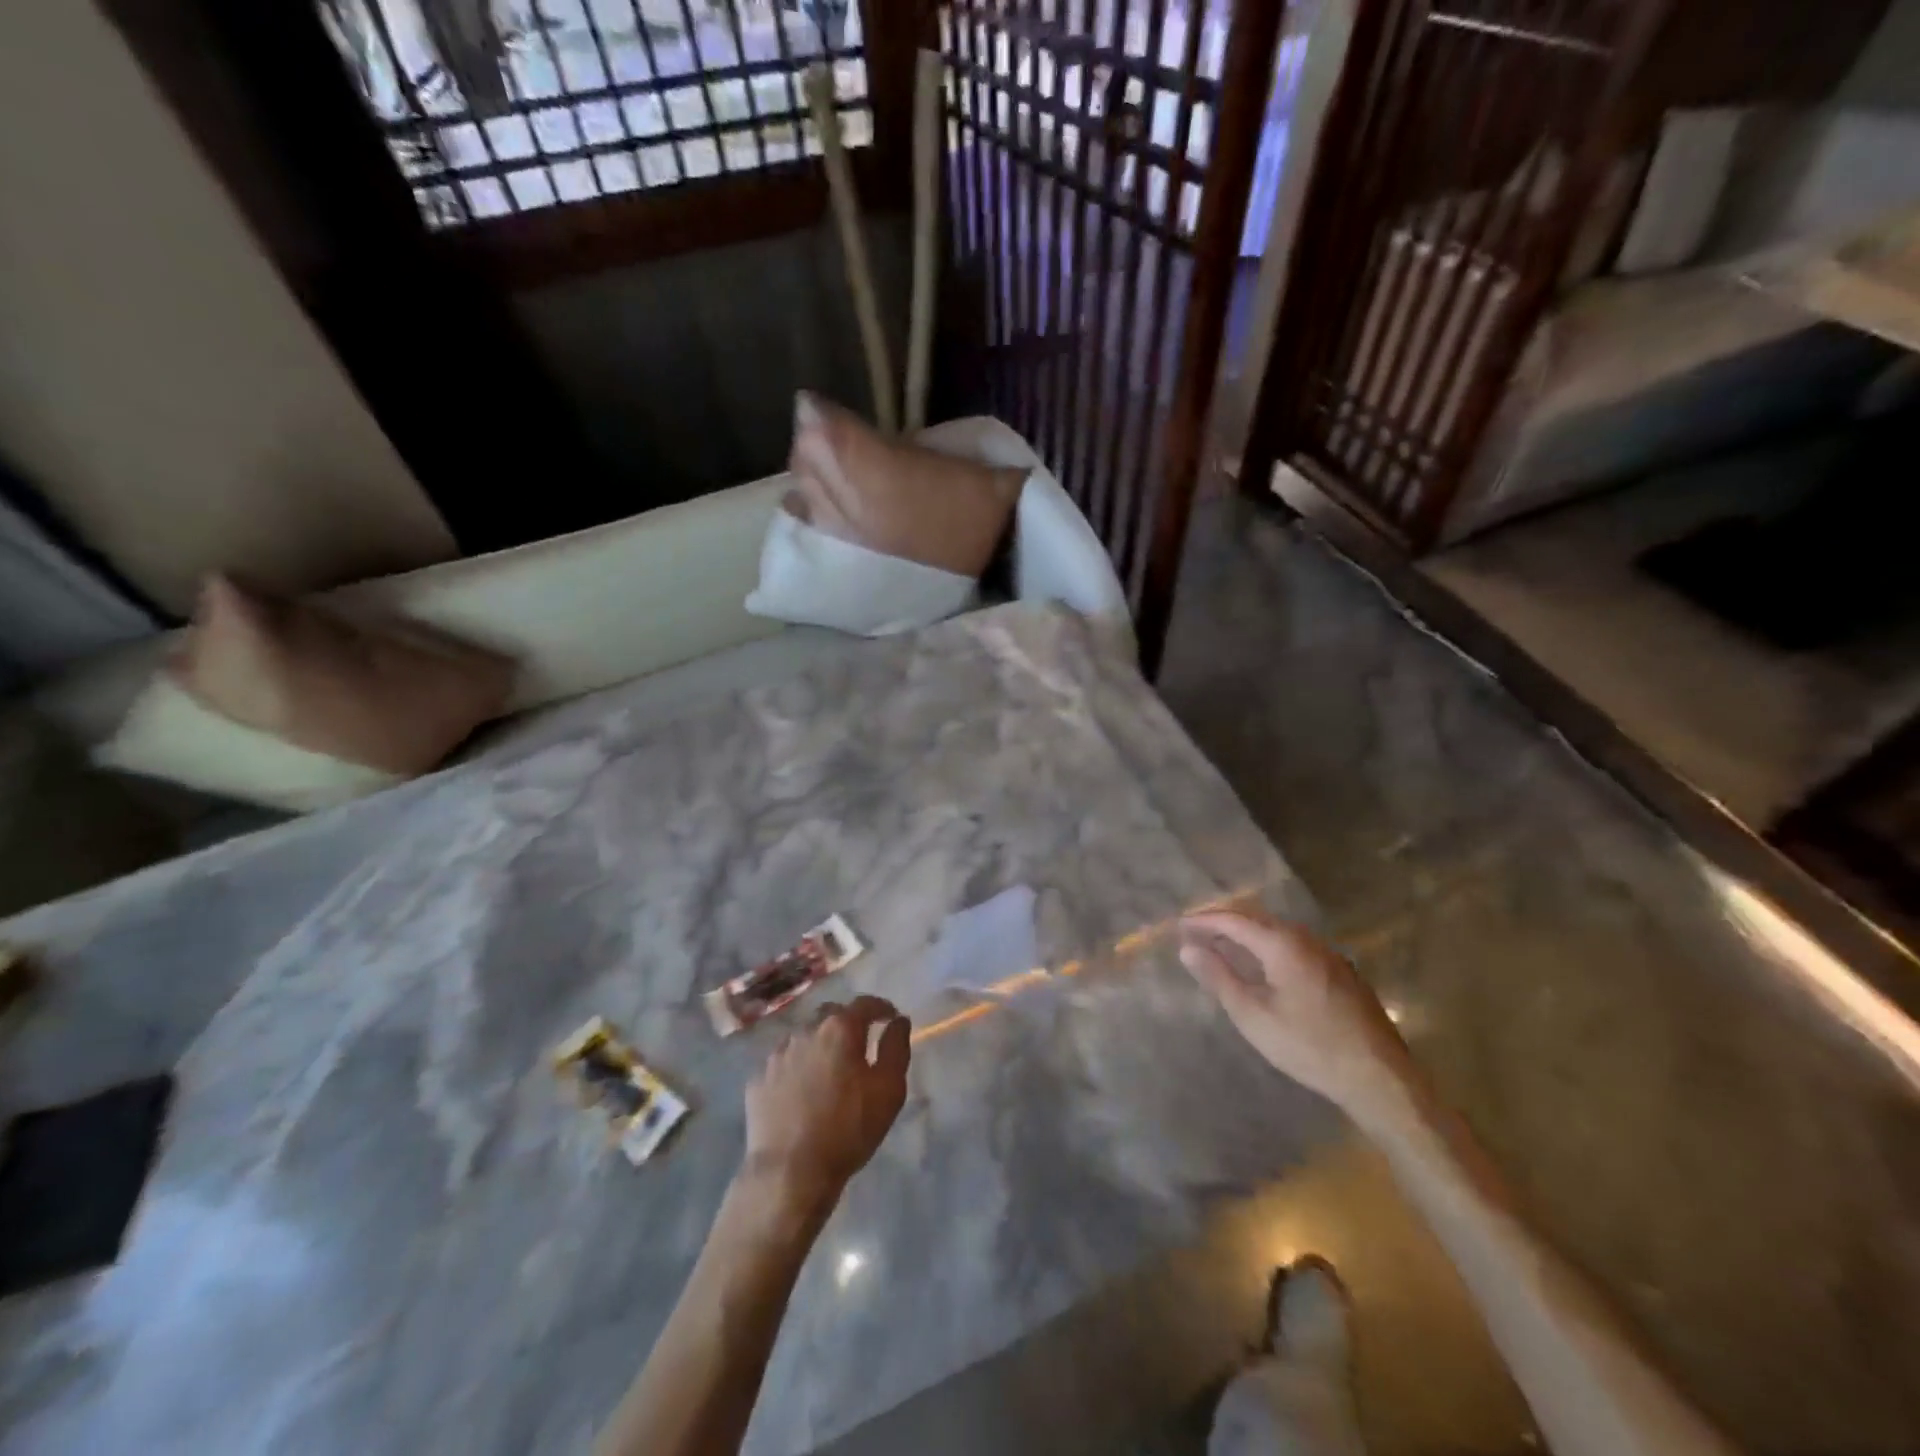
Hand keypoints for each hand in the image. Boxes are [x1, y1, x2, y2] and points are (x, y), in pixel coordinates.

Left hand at [742, 995, 910, 1212]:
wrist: (789, 1173)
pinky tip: (801, 1090)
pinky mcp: (758, 1080)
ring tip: (828, 1068)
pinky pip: (783, 1063)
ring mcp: (777, 1054)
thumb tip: (898, 1022)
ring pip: (804, 1037)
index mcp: (839, 1029)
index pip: (864, 1004)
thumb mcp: (889, 1090)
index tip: (890, 1018)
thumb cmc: (848, 1129)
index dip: (881, 1008)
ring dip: (819, 1044)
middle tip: (859, 1043)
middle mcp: (805, 1031)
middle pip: (831, 1015)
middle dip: (847, 1022)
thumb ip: (896, 1048)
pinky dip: (796, 1067)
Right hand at [1179, 911, 1415, 1125]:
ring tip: (1224, 947)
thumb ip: (1219, 977)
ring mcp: (1328, 954)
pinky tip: (1265, 966)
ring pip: (1279, 932)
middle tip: (1198, 933)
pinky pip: (1296, 946)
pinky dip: (1270, 946)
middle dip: (1225, 923)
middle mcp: (1306, 939)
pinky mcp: (1342, 972)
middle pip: (1257, 919)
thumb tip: (1187, 949)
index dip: (1204, 921)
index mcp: (1283, 944)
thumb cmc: (1308, 1046)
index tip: (1180, 926)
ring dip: (1248, 934)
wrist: (1379, 1077)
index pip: (1234, 920)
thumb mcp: (1253, 1016)